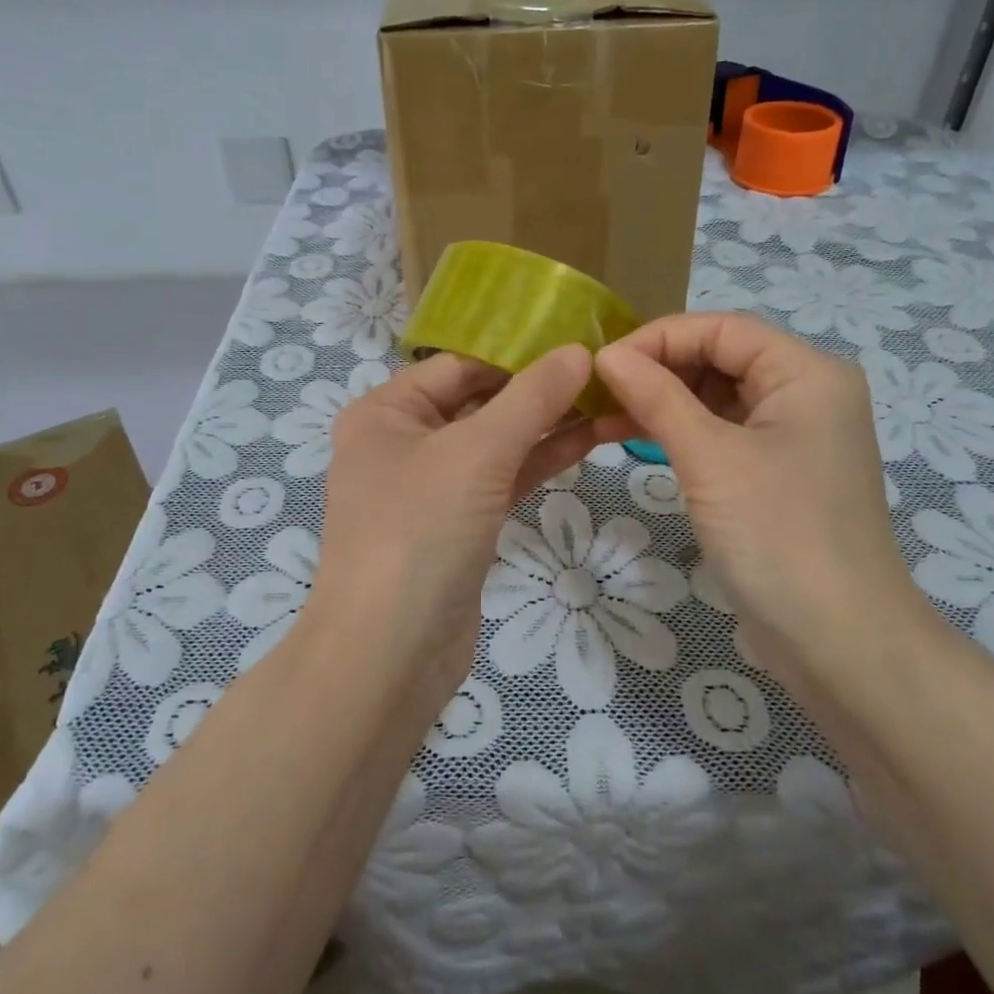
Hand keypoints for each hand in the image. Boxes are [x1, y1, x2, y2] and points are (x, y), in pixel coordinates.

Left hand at [310, 346, 596, 706]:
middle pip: (478, 401)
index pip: (459, 364)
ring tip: (608, 401)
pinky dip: (537, 461)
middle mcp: (401, 443)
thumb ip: (531, 398)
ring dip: (546, 425)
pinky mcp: (455, 526)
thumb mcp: (478, 452)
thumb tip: (579, 351)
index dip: (517, 351)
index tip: (578, 340)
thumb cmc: (420, 530)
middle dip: (537, 389)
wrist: (389, 653)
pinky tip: (586, 440)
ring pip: (494, 443)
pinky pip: (500, 480)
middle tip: (603, 371)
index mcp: (385, 412)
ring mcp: (429, 488)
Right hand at [593, 314, 927, 691]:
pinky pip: (722, 433)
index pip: (721, 328)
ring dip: (662, 402)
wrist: (839, 642)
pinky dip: (681, 433)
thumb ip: (656, 396)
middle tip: (598, 392)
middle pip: (720, 358)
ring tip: (603, 417)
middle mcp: (806, 393)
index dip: (658, 337)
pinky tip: (635, 439)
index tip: (601, 363)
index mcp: (806, 372)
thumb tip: (606, 355)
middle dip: (658, 369)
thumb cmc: (778, 534)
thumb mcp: (709, 456)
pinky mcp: (777, 473)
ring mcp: (793, 436)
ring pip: (717, 397)